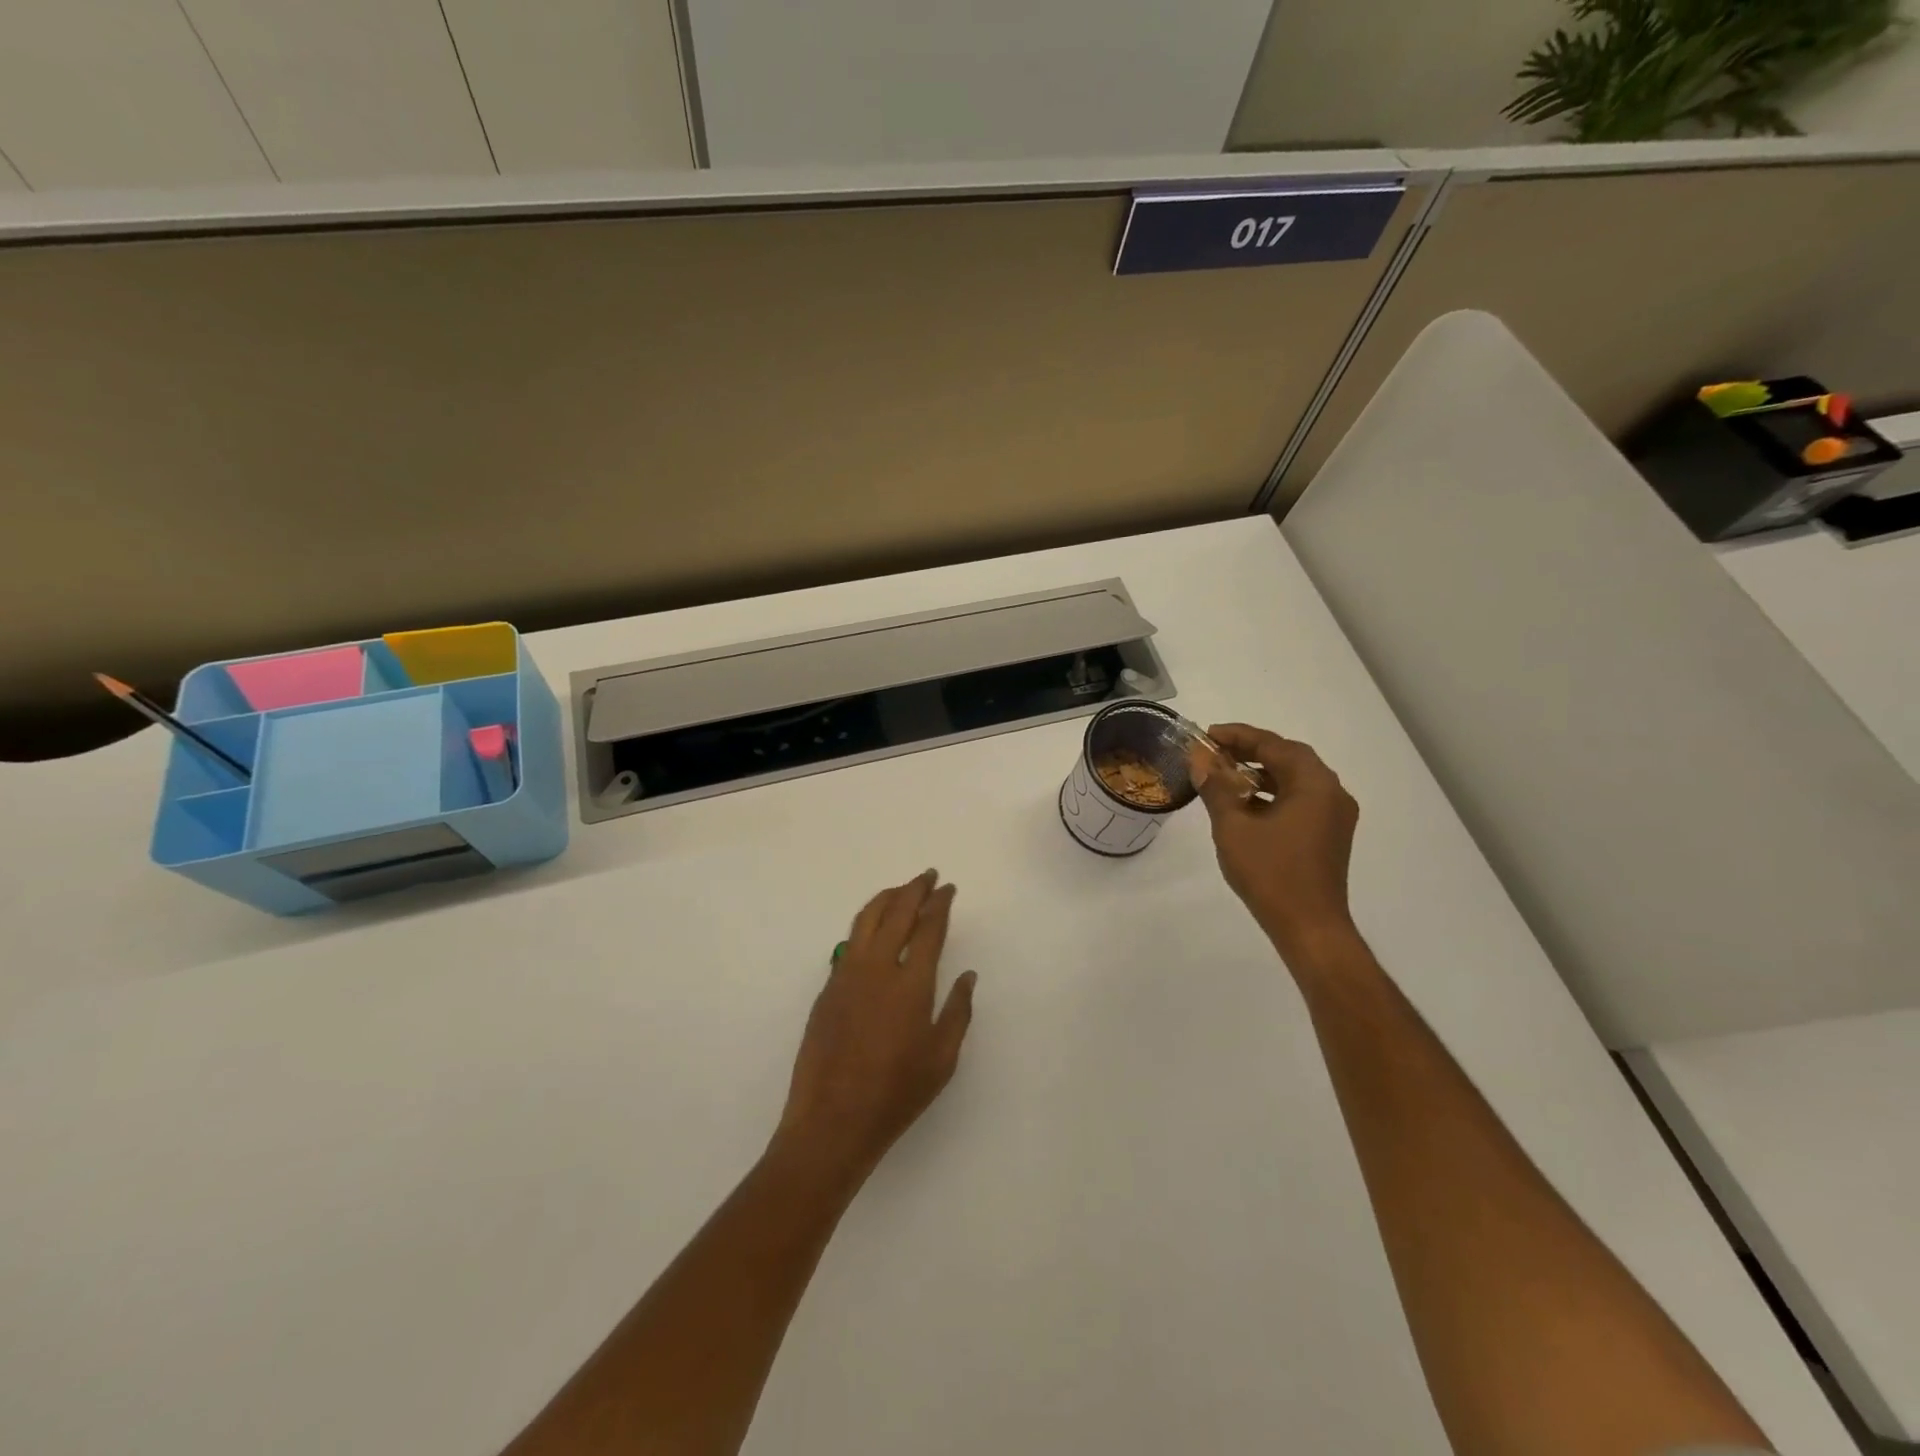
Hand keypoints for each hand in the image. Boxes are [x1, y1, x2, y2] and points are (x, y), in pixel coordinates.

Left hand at [776, 870, 977, 1182]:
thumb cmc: (895, 1094)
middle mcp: (877, 968)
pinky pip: (849, 941)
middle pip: (896, 912)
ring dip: (887, 898)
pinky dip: (866, 923)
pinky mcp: (828, 988)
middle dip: (915, 889)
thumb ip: (957, 1012)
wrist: (832, 1120)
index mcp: (910, 984)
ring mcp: (847, 975)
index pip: (928, 928)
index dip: (940, 904)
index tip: (948, 888)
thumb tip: (967, 976)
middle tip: (928, 876)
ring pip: (866, 919)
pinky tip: (874, 929)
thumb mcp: (942, 1059)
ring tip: (901, 890)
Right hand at [1190, 725, 1360, 962]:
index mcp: (1314, 784)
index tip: (1208, 734)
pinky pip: (1300, 800)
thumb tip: (1200, 758)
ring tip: (1225, 774)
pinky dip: (1273, 794)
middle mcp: (1332, 793)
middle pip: (1289, 758)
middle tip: (1215, 751)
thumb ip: (1217, 787)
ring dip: (1261, 773)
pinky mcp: (1329, 836)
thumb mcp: (1233, 826)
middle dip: (1250, 751)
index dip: (1239, 736)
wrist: (1309, 927)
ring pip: (1295, 780)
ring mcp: (1334, 816)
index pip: (1274, 745)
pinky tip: (1245, 804)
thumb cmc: (1270, 873)